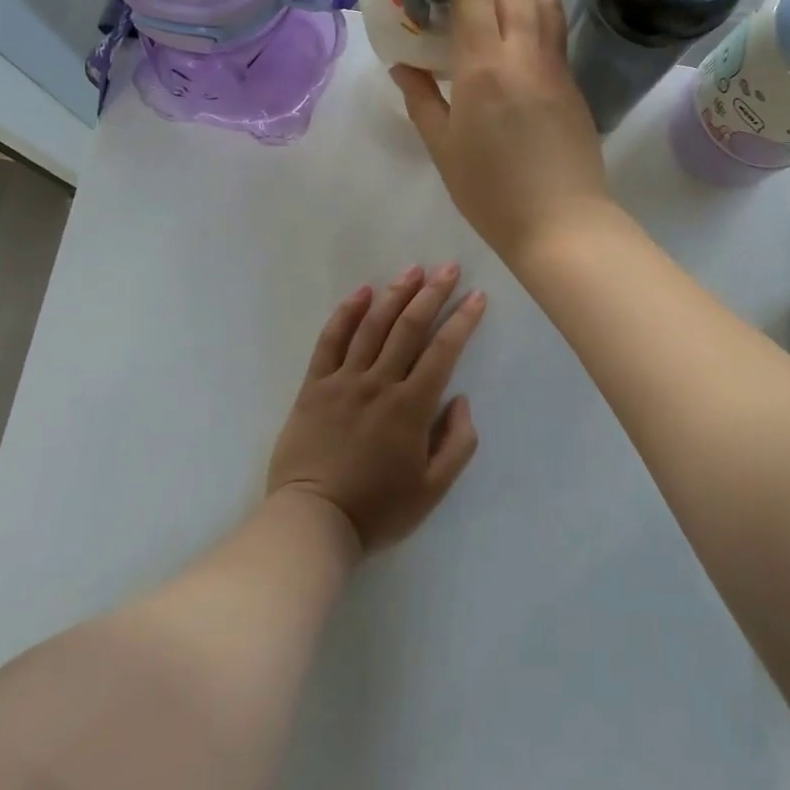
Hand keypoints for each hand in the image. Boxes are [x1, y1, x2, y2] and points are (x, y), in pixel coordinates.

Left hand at [267, 267, 485, 554]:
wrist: (313, 521)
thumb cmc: (378, 509)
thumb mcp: (433, 489)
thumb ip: (457, 443)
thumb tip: (461, 399)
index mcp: (410, 407)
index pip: (442, 351)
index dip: (462, 321)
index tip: (476, 296)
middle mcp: (378, 383)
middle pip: (408, 327)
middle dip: (432, 294)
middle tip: (448, 268)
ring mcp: (343, 380)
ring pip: (372, 326)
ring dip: (395, 294)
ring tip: (413, 270)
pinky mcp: (314, 385)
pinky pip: (330, 340)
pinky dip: (346, 313)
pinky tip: (361, 292)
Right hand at [391, 0, 610, 265]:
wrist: (560, 221)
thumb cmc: (491, 191)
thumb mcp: (443, 148)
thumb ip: (422, 101)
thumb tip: (402, 67)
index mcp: (483, 69)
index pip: (474, 0)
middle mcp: (522, 56)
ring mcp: (553, 67)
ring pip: (546, 3)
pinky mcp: (571, 84)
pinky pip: (558, 28)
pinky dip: (549, 0)